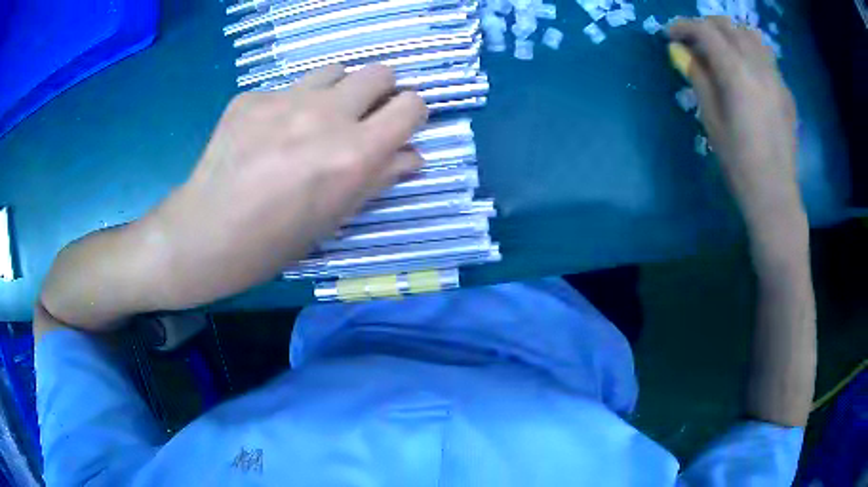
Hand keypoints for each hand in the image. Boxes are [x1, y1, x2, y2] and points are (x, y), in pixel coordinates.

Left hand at [152, 64, 427, 307]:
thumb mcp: (335, 219)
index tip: (398, 127)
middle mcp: (324, 116)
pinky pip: (287, 88)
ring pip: (335, 70)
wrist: (204, 236)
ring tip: (315, 121)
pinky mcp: (250, 97)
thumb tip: (411, 155)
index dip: (411, 114)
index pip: (411, 105)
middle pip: (379, 72)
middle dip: (380, 93)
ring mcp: (283, 100)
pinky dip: (290, 105)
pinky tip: (268, 134)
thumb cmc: (274, 243)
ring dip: (337, 92)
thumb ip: (379, 179)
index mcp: (352, 154)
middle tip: (361, 119)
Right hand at [668, 17, 803, 234]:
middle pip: (728, 26)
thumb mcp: (711, 120)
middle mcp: (759, 66)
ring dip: (731, 33)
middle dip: (706, 26)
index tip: (670, 34)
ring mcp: (777, 77)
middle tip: (693, 41)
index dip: (683, 26)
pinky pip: (766, 56)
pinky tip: (745, 69)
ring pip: (751, 35)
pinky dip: (749, 51)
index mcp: (737, 73)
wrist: (775, 195)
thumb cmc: (739, 163)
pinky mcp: (786, 91)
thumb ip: (698, 78)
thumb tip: (681, 52)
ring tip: (721, 49)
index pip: (706, 31)